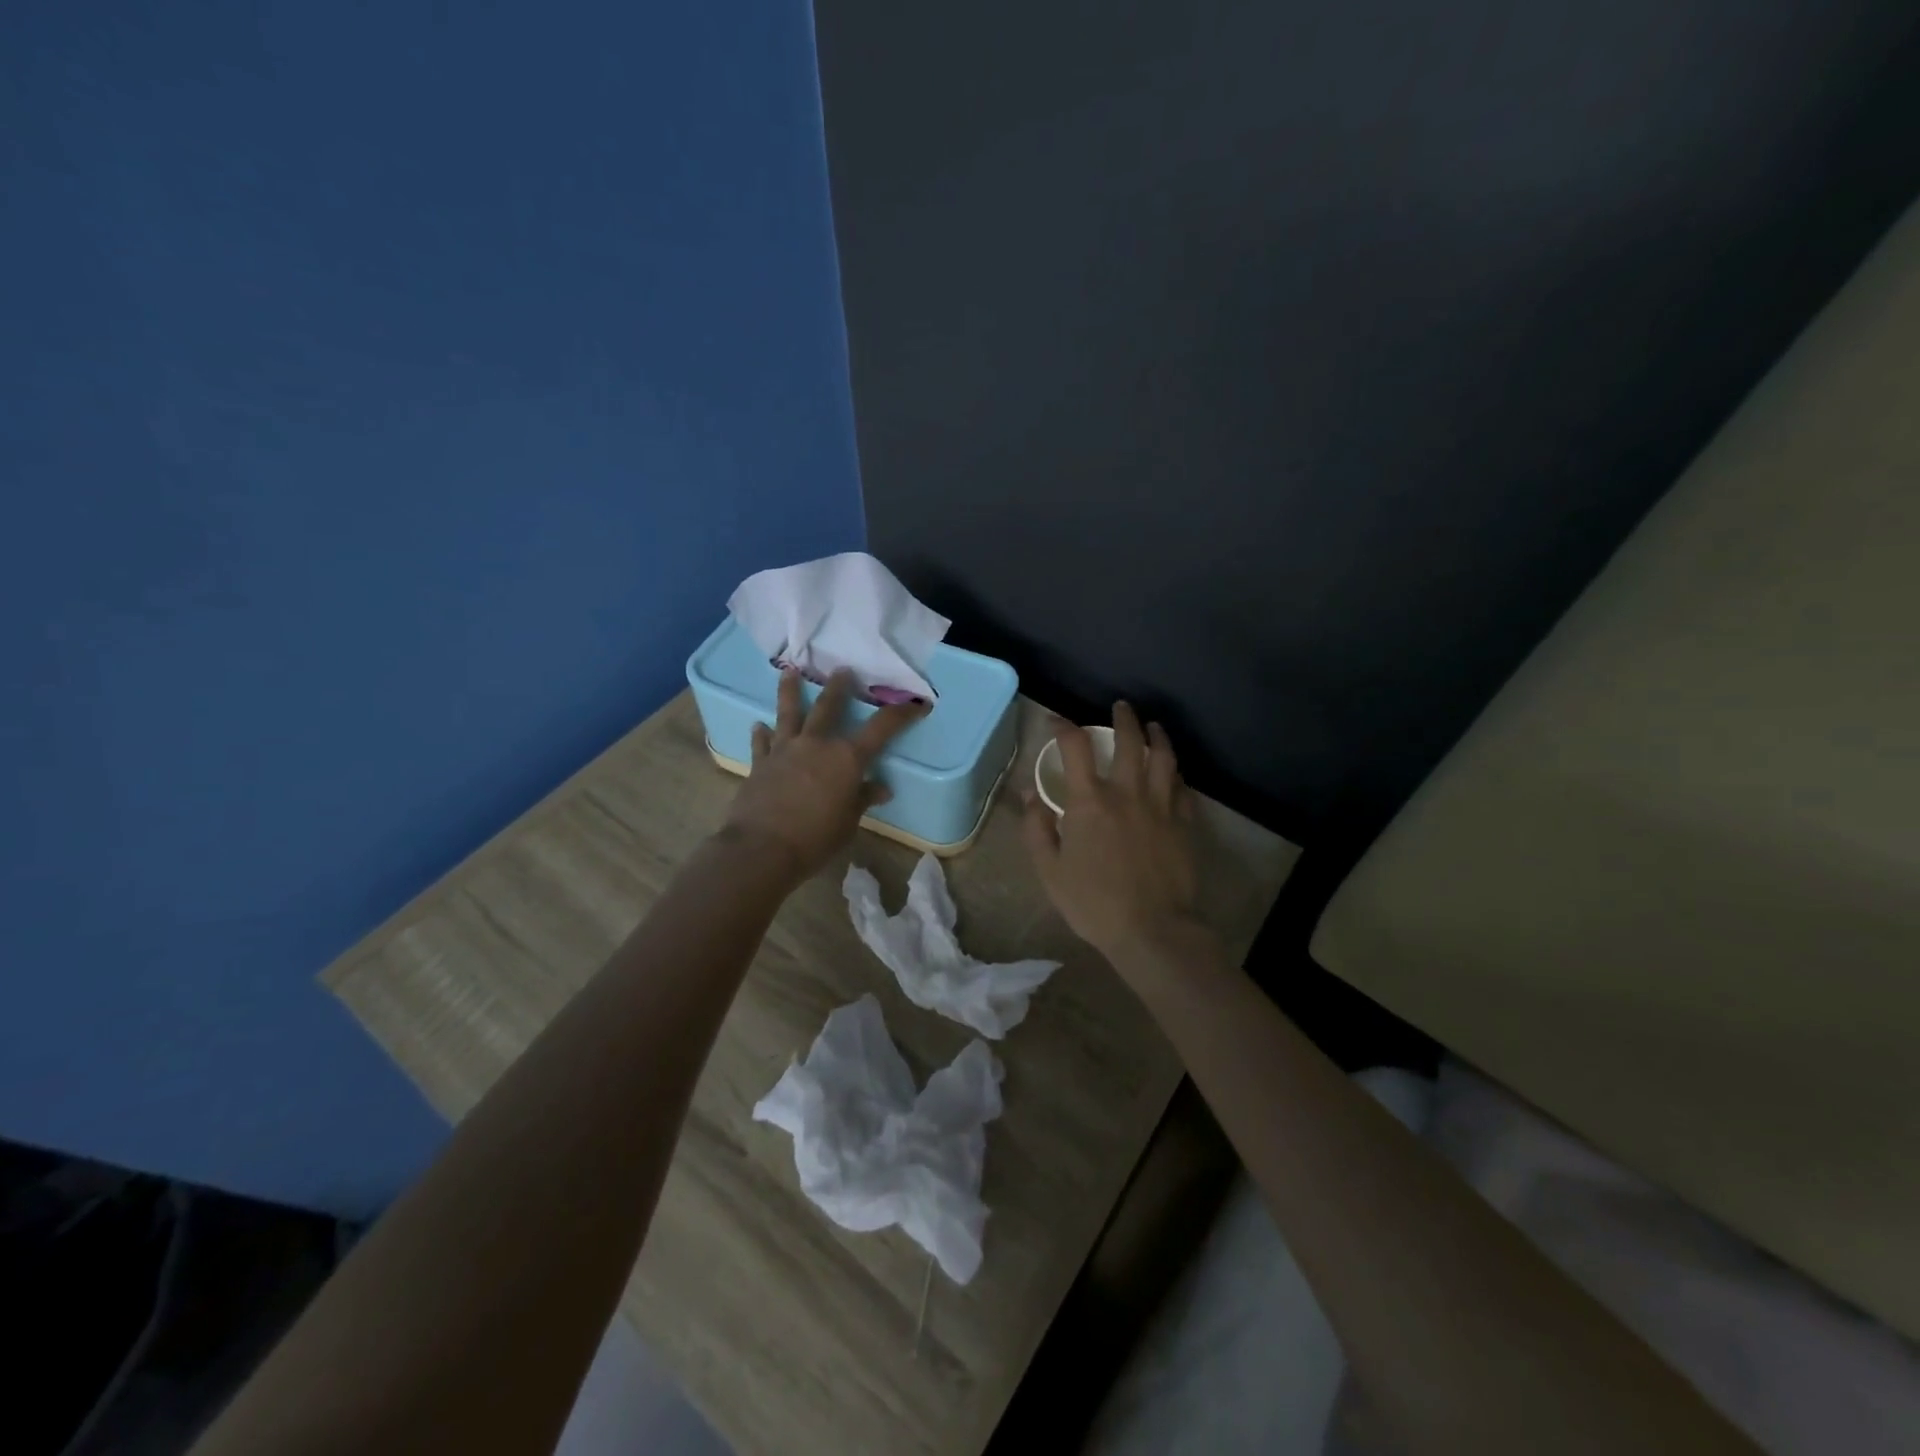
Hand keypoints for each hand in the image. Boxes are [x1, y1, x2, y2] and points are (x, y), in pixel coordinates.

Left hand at [721, 668, 924, 882]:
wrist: (762, 849)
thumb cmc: (815, 838)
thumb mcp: (848, 822)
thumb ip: (863, 799)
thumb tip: (881, 788)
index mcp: (847, 758)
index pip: (882, 728)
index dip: (902, 714)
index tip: (917, 703)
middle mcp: (816, 744)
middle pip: (829, 707)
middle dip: (839, 687)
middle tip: (843, 670)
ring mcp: (785, 750)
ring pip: (789, 713)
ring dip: (791, 691)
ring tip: (789, 672)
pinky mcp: (760, 764)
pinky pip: (761, 743)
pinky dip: (761, 734)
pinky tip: (758, 725)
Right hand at [1022, 702, 1207, 968]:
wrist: (1152, 930)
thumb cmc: (1093, 903)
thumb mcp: (1049, 870)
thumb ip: (1037, 828)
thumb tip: (1029, 794)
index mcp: (1090, 801)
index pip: (1075, 747)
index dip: (1063, 727)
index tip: (1056, 722)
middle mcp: (1127, 792)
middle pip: (1129, 741)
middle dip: (1124, 718)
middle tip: (1121, 706)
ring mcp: (1161, 806)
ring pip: (1164, 757)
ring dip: (1157, 736)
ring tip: (1154, 726)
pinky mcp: (1184, 823)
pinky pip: (1183, 787)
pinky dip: (1176, 773)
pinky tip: (1174, 772)